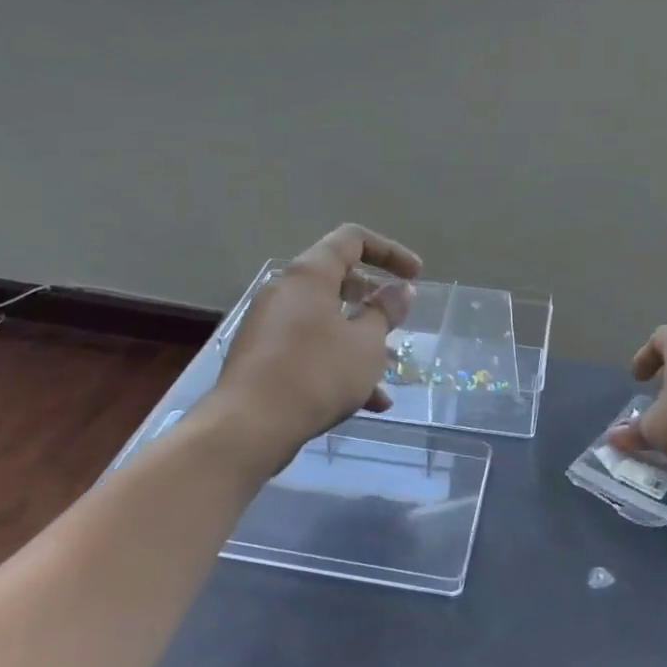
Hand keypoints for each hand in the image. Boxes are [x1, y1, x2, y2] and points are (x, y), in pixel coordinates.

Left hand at [210, 224, 421, 468]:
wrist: (250, 426)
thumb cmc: (317, 374)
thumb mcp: (366, 343)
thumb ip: (386, 312)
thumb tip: (401, 289)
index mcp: (309, 275)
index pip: (351, 240)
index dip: (389, 251)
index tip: (416, 276)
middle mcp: (285, 292)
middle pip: (336, 280)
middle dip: (373, 300)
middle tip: (397, 320)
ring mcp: (270, 326)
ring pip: (326, 321)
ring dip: (360, 340)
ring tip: (388, 370)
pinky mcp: (264, 358)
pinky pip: (309, 350)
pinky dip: (338, 365)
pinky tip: (368, 403)